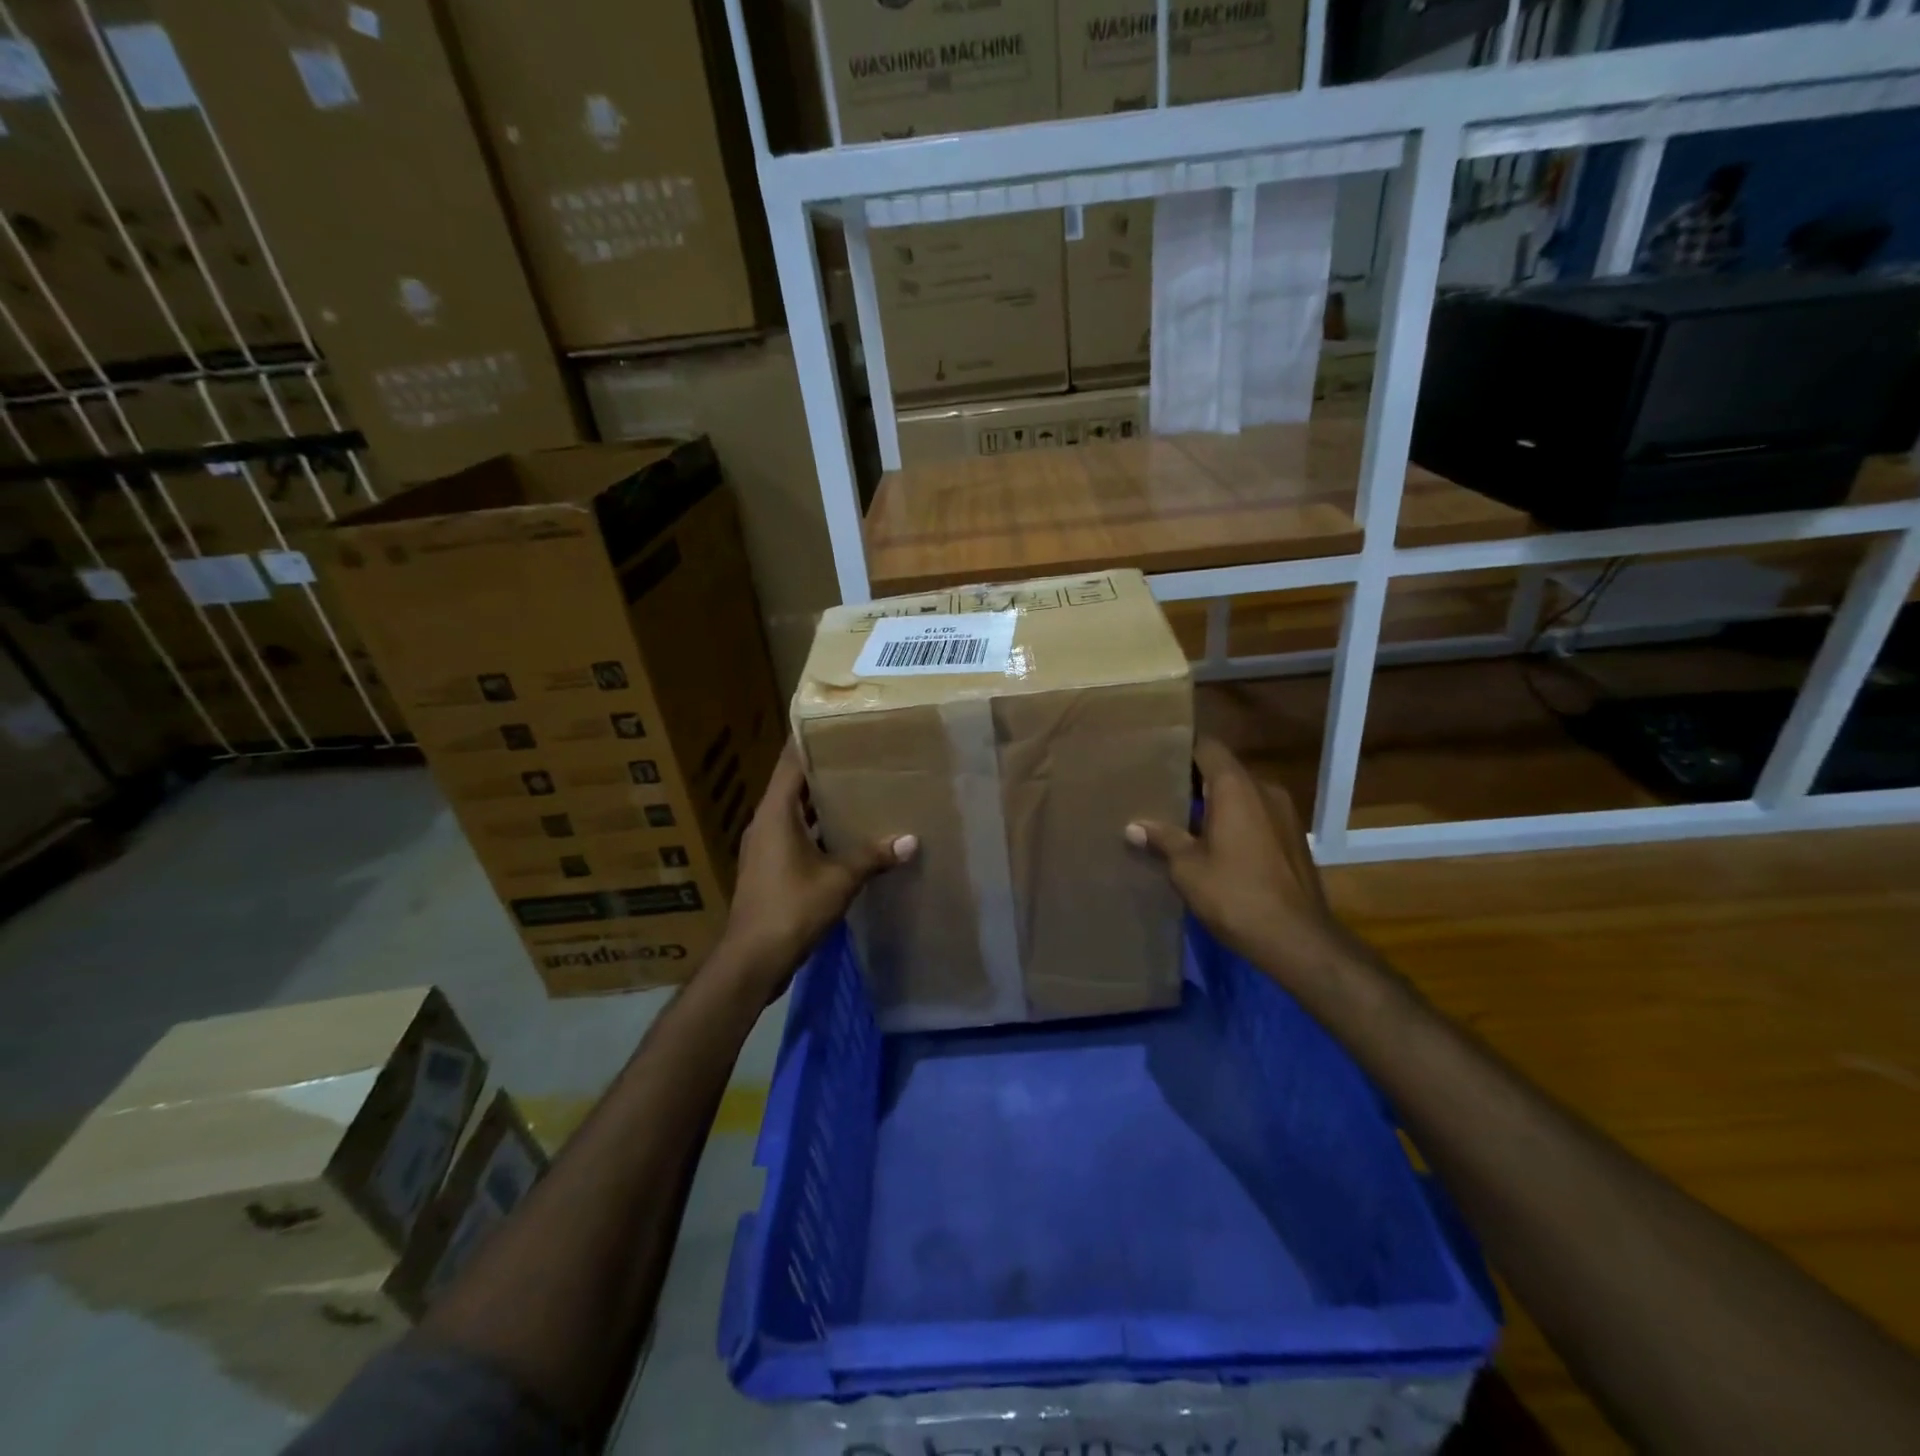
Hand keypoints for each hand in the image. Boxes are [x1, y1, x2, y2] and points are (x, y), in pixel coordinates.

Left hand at [718, 744, 914, 981]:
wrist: (752, 959)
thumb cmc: (792, 908)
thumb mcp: (840, 879)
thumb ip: (873, 856)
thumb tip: (910, 841)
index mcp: (776, 813)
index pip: (791, 762)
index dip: (811, 740)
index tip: (837, 725)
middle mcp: (765, 822)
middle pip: (794, 785)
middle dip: (825, 771)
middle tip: (861, 756)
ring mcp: (765, 847)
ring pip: (795, 813)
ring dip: (822, 804)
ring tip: (860, 791)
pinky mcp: (769, 869)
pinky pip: (795, 835)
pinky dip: (818, 830)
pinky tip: (847, 836)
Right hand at [1127, 737, 1344, 988]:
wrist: (1297, 939)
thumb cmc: (1235, 895)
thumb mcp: (1187, 868)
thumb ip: (1162, 839)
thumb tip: (1133, 826)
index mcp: (1236, 787)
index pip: (1208, 748)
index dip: (1182, 749)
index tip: (1156, 759)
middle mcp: (1264, 790)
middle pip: (1224, 771)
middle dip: (1194, 781)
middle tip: (1160, 793)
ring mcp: (1284, 814)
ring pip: (1242, 795)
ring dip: (1216, 804)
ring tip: (1182, 821)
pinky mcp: (1293, 838)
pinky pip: (1257, 815)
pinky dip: (1235, 821)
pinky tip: (1214, 845)